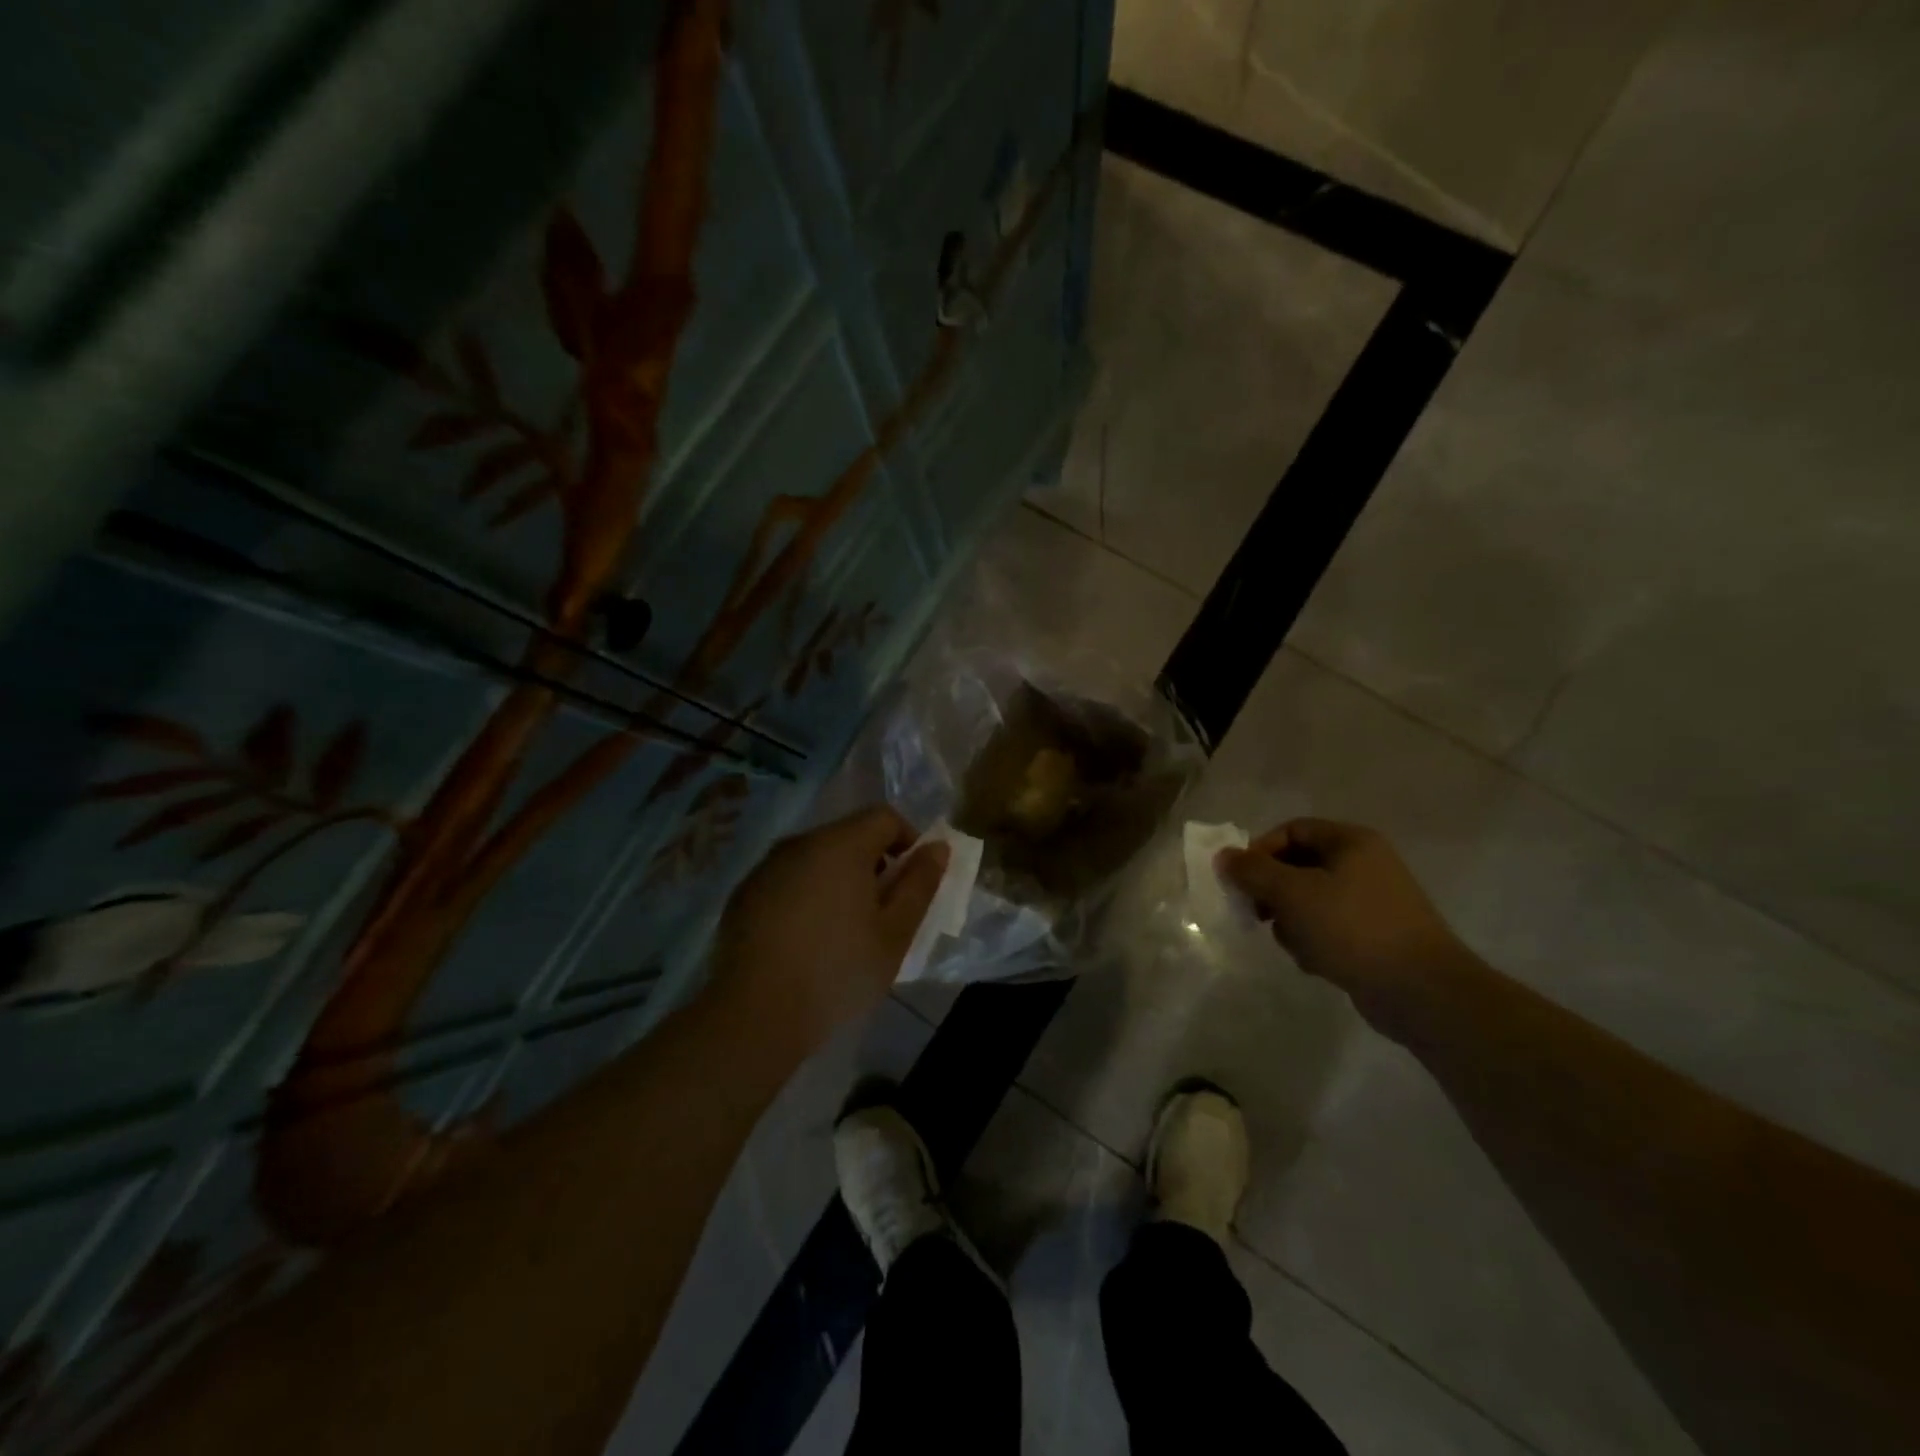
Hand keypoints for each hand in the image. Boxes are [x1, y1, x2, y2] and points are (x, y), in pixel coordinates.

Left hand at [708, 806, 948, 1053]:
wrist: (755, 1014)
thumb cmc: (838, 971)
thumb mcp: (894, 933)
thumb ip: (920, 884)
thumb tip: (937, 847)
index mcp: (841, 845)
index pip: (884, 817)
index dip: (908, 840)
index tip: (911, 882)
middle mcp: (800, 843)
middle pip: (848, 835)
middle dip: (873, 863)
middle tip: (881, 912)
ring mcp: (766, 867)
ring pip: (816, 857)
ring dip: (838, 879)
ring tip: (843, 928)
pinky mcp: (744, 894)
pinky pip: (787, 879)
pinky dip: (805, 895)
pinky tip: (805, 939)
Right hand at [1217, 818, 1467, 1025]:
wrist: (1422, 992)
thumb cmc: (1353, 928)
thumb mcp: (1292, 893)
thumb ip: (1253, 871)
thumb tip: (1223, 857)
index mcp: (1351, 842)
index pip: (1292, 830)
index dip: (1260, 850)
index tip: (1241, 881)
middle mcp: (1364, 865)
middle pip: (1298, 866)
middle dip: (1273, 892)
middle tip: (1258, 914)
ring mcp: (1372, 902)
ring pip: (1309, 901)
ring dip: (1291, 922)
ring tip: (1295, 944)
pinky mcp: (1374, 937)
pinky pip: (1328, 928)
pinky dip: (1314, 941)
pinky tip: (1317, 962)